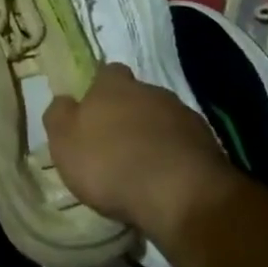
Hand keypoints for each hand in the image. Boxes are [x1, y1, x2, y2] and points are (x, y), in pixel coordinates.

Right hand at [44, 64, 235, 243]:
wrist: (180, 194)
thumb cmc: (111, 164)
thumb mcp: (64, 142)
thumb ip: (59, 116)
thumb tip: (64, 101)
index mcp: (113, 86)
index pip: (107, 72)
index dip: (100, 89)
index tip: (93, 111)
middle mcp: (150, 91)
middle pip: (137, 94)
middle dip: (128, 113)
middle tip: (116, 142)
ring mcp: (183, 115)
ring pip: (163, 117)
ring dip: (153, 134)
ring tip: (143, 165)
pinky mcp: (208, 143)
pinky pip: (184, 143)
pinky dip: (175, 155)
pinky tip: (167, 179)